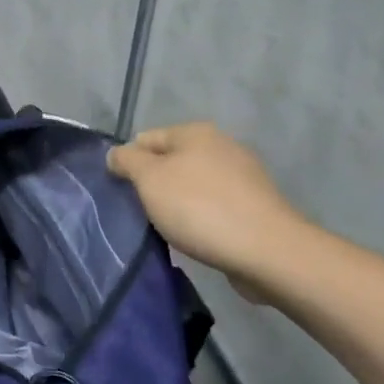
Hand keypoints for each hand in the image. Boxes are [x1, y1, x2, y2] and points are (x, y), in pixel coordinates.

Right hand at [107, 122, 306, 296]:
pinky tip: (196, 237)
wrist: (267, 250)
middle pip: (171, 161)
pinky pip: (214, 206)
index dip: (128, 163)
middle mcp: (221, 146)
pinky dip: (201, 218)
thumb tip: (116, 154)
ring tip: (167, 229)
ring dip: (177, 203)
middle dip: (153, 184)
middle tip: (140, 212)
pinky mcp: (255, 205)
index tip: (121, 193)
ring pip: (192, 185)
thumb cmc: (199, 208)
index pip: (145, 139)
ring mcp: (242, 176)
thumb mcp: (150, 179)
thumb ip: (127, 161)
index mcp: (195, 132)